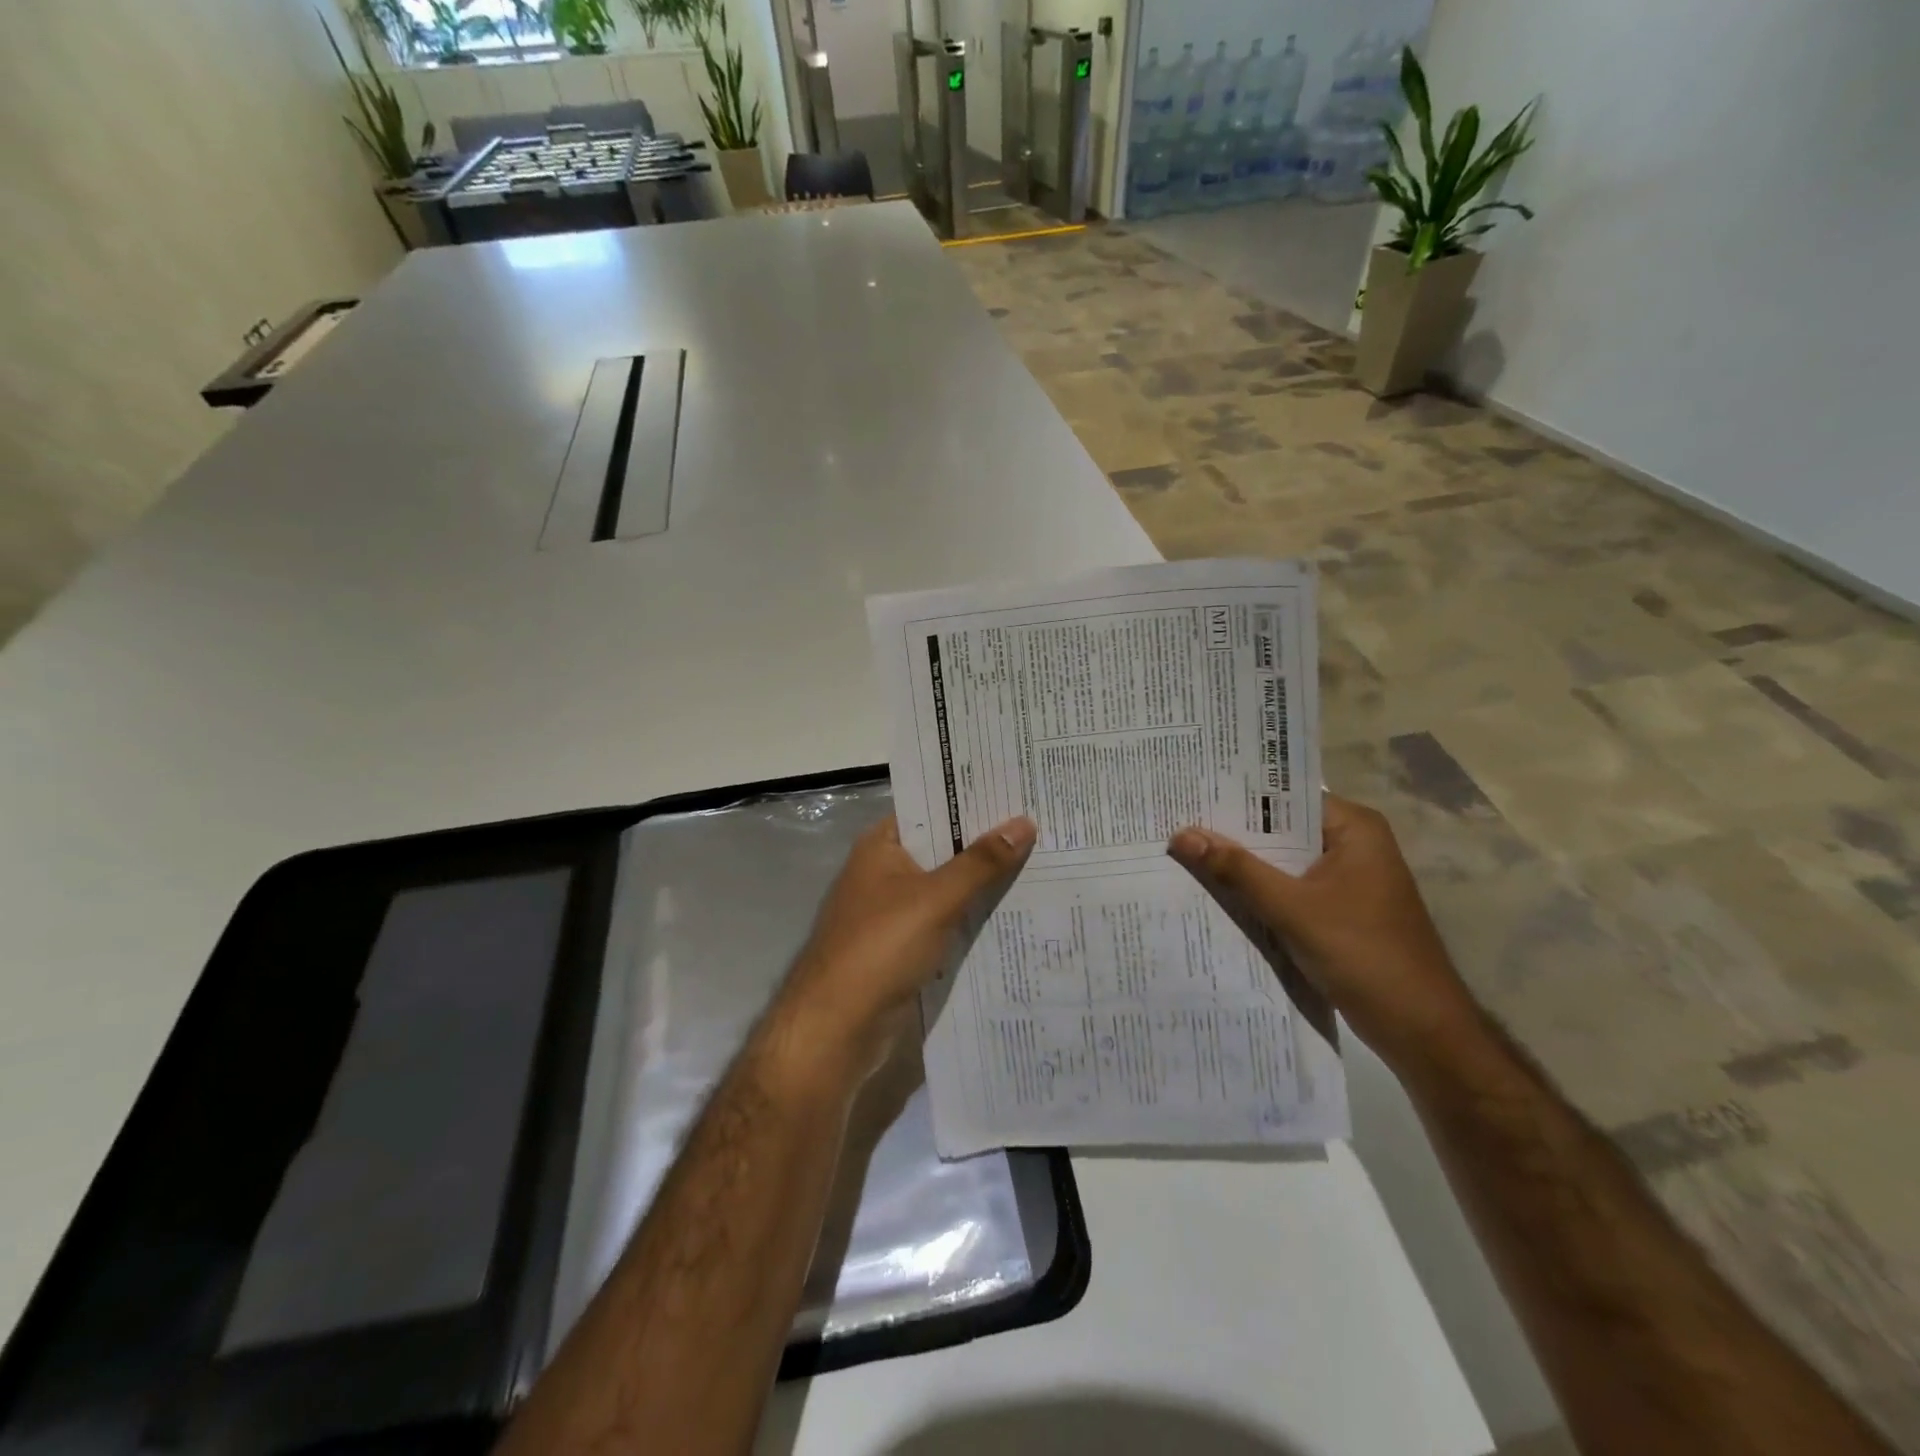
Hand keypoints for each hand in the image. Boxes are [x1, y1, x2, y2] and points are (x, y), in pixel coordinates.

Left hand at [778, 814, 1037, 1075]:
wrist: (837, 1027)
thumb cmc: (881, 947)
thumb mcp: (936, 899)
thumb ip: (981, 862)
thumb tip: (1024, 823)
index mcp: (882, 845)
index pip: (931, 808)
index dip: (971, 800)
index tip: (1017, 790)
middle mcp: (885, 870)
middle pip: (942, 847)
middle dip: (986, 842)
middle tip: (1042, 825)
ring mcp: (893, 910)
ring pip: (946, 886)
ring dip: (982, 881)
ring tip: (1040, 863)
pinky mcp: (903, 945)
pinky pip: (945, 920)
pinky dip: (971, 915)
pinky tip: (1012, 912)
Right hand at [1167, 795, 1481, 1072]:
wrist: (1419, 1030)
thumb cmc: (1363, 955)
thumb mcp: (1291, 908)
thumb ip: (1236, 869)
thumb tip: (1182, 835)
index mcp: (1354, 828)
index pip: (1284, 797)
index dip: (1236, 796)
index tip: (1188, 793)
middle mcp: (1352, 844)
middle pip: (1280, 828)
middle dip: (1232, 832)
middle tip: (1175, 822)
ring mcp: (1346, 879)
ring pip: (1281, 860)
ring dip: (1242, 863)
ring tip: (1184, 851)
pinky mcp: (1338, 910)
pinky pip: (1288, 887)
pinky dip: (1258, 890)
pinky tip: (1216, 891)